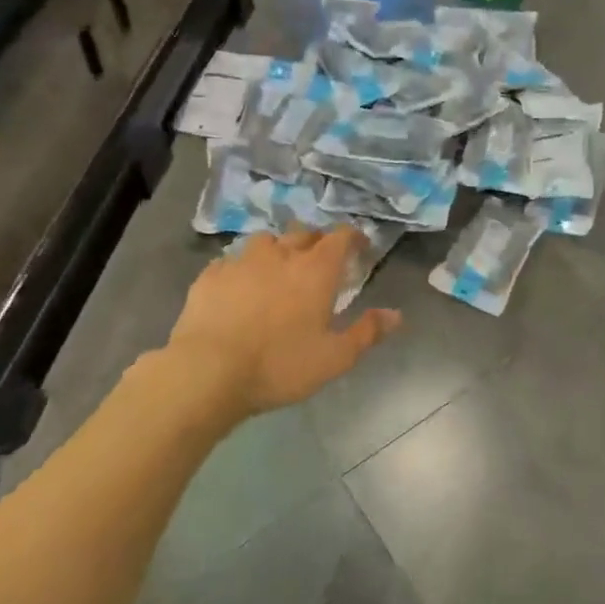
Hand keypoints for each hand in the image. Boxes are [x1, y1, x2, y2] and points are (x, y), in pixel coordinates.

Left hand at [166, 228, 401, 417]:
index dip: (352, 237)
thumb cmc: (280, 364)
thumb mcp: (335, 357)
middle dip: (316, 240)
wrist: (207, 371)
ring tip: (277, 269)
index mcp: (315, 270)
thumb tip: (396, 315)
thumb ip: (367, 332)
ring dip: (277, 249)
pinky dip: (242, 268)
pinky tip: (239, 287)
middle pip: (303, 232)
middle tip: (319, 260)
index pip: (340, 236)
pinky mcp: (210, 276)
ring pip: (265, 241)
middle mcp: (281, 255)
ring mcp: (241, 261)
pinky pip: (231, 261)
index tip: (359, 246)